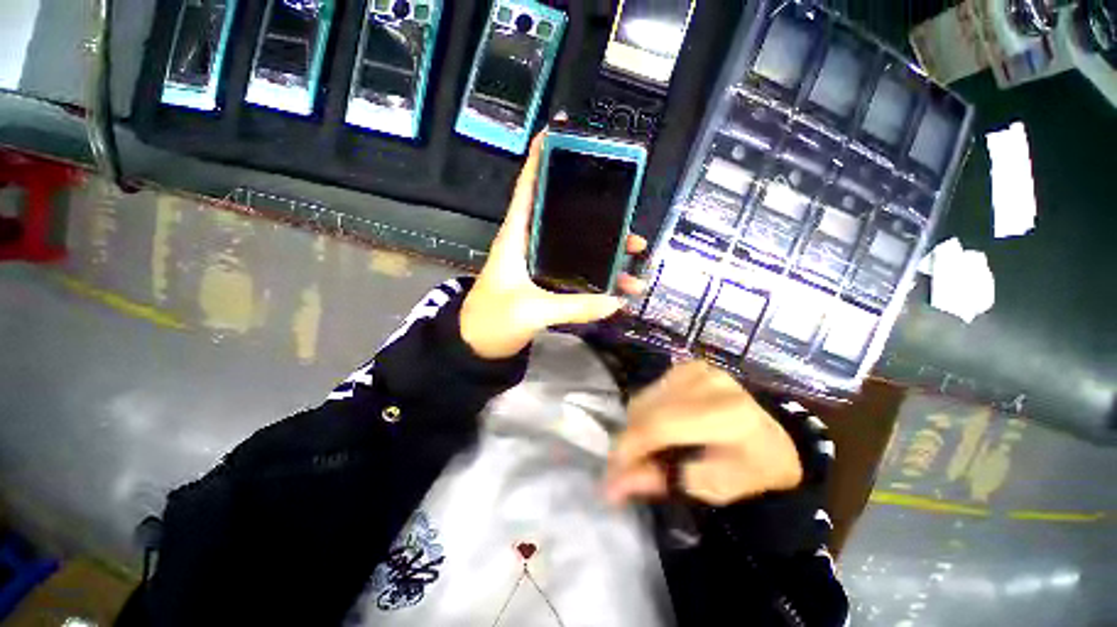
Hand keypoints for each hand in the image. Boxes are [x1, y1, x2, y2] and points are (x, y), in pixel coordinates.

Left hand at [460, 132, 646, 359]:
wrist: (478, 347)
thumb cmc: (493, 321)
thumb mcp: (531, 311)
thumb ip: (573, 307)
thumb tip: (615, 302)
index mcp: (516, 238)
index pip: (528, 189)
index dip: (539, 159)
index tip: (559, 132)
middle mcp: (530, 244)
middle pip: (566, 218)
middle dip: (598, 216)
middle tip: (628, 218)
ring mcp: (541, 265)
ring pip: (577, 247)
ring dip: (605, 250)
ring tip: (634, 256)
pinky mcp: (547, 284)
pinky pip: (577, 273)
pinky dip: (596, 277)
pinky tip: (617, 286)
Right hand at [605, 361, 802, 506]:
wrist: (775, 439)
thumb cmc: (752, 471)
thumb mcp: (713, 488)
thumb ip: (662, 481)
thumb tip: (613, 485)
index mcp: (727, 413)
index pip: (660, 425)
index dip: (630, 449)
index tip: (611, 478)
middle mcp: (709, 381)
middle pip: (647, 409)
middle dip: (629, 441)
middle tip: (627, 470)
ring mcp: (697, 369)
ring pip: (644, 398)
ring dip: (636, 427)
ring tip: (647, 451)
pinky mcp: (689, 366)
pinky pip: (650, 391)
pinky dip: (646, 413)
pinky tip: (659, 429)